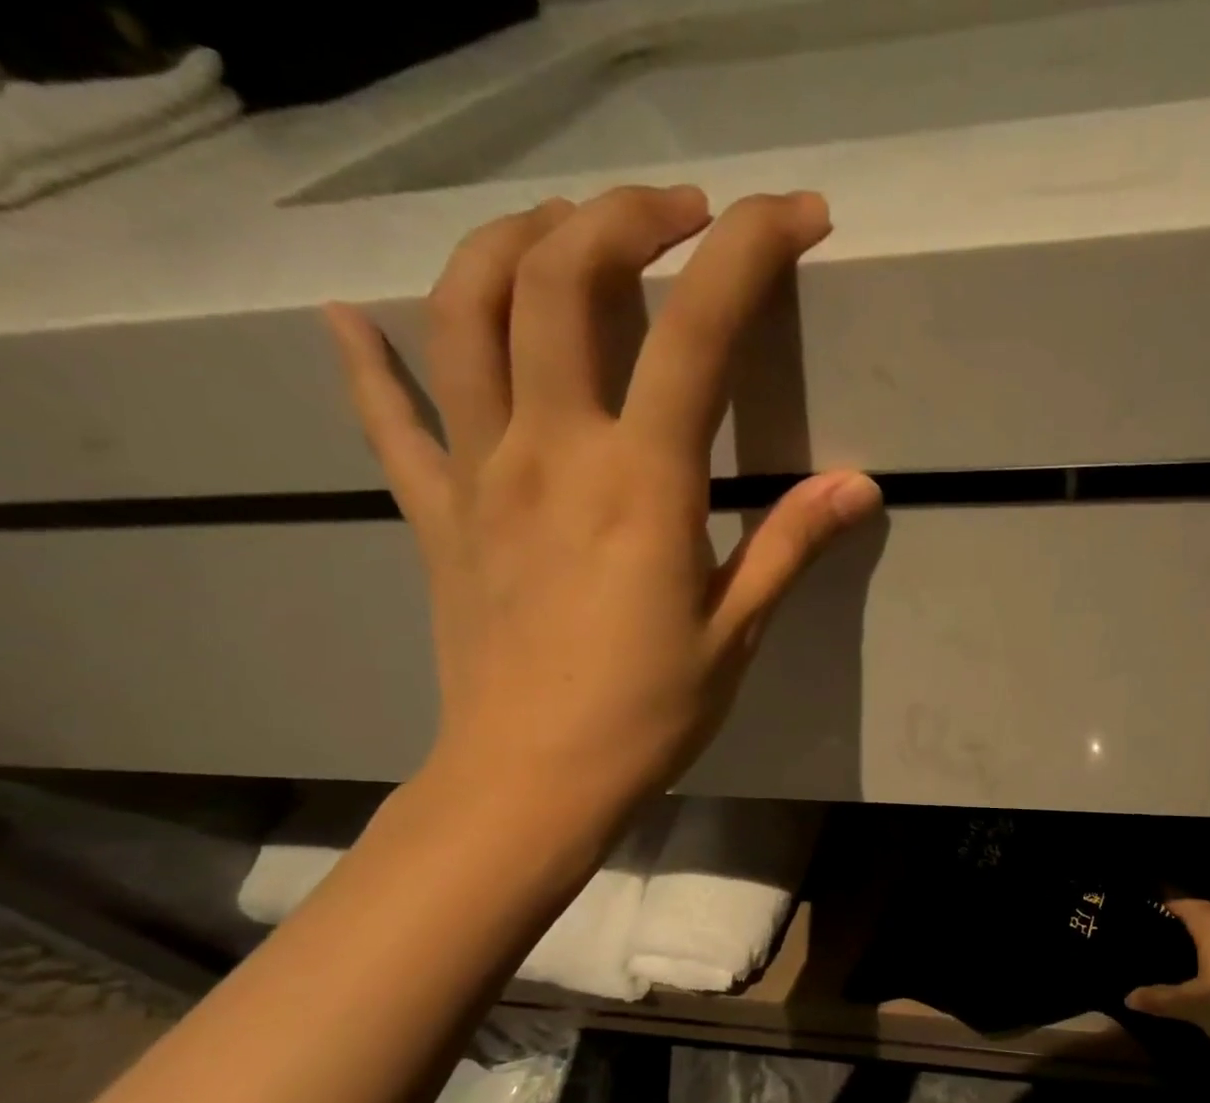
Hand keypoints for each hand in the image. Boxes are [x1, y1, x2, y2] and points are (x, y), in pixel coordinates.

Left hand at [324, 185, 881, 834]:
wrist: (530, 782)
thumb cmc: (647, 715)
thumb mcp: (735, 633)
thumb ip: (789, 545)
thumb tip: (858, 485)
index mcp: (640, 481)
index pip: (698, 327)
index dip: (752, 250)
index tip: (797, 216)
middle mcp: (550, 449)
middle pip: (560, 275)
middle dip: (627, 213)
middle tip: (684, 214)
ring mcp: (479, 474)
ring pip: (465, 311)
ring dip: (512, 242)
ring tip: (563, 232)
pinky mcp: (436, 514)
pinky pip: (390, 421)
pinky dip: (368, 361)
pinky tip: (351, 321)